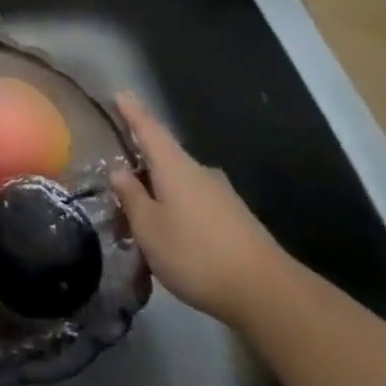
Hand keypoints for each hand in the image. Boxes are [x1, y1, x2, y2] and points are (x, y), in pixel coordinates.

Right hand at [110, 91, 287, 326]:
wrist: (267, 293)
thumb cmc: (195, 253)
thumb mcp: (149, 227)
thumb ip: (131, 196)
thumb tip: (118, 169)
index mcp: (175, 167)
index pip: (149, 129)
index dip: (132, 111)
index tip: (119, 92)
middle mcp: (199, 172)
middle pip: (165, 156)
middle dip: (142, 160)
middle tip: (118, 172)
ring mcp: (221, 195)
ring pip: (181, 182)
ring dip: (160, 189)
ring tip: (141, 211)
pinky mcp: (235, 219)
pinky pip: (195, 202)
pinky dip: (177, 208)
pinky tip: (170, 231)